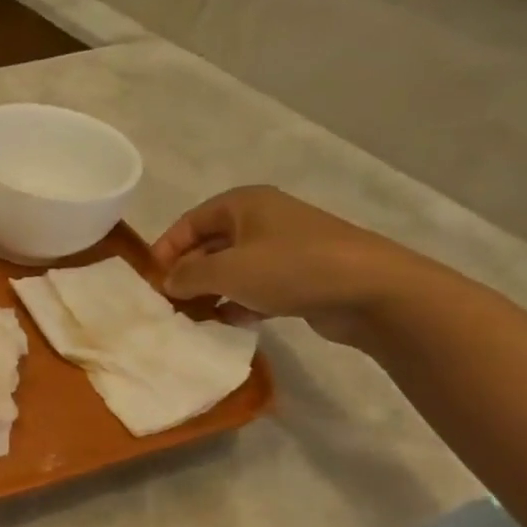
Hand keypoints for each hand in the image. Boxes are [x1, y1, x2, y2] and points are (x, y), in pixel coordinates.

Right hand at [151, 186, 437, 347]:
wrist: (376, 291)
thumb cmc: (292, 268)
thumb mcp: (227, 271)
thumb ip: (187, 276)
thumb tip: (168, 282)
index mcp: (242, 204)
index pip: (188, 222)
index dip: (165, 249)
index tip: (150, 280)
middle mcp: (262, 219)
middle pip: (209, 246)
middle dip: (188, 274)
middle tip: (170, 303)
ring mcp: (285, 248)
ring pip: (233, 269)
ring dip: (212, 292)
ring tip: (196, 317)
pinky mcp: (302, 276)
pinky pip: (257, 287)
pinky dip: (240, 303)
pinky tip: (232, 323)